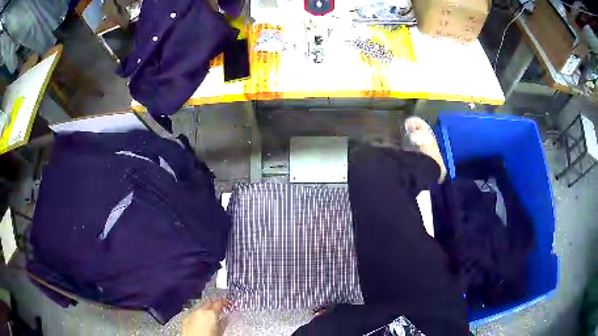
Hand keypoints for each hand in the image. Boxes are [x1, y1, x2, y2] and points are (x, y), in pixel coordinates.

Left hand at [182, 298, 226, 335]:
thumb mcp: (220, 331)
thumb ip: (223, 323)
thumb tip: (225, 318)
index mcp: (211, 313)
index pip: (218, 303)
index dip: (222, 301)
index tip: (225, 301)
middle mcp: (200, 310)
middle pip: (208, 303)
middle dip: (213, 304)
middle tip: (218, 307)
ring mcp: (191, 313)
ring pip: (200, 307)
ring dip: (204, 308)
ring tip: (209, 313)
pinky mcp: (185, 318)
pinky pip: (193, 313)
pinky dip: (198, 314)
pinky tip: (199, 318)